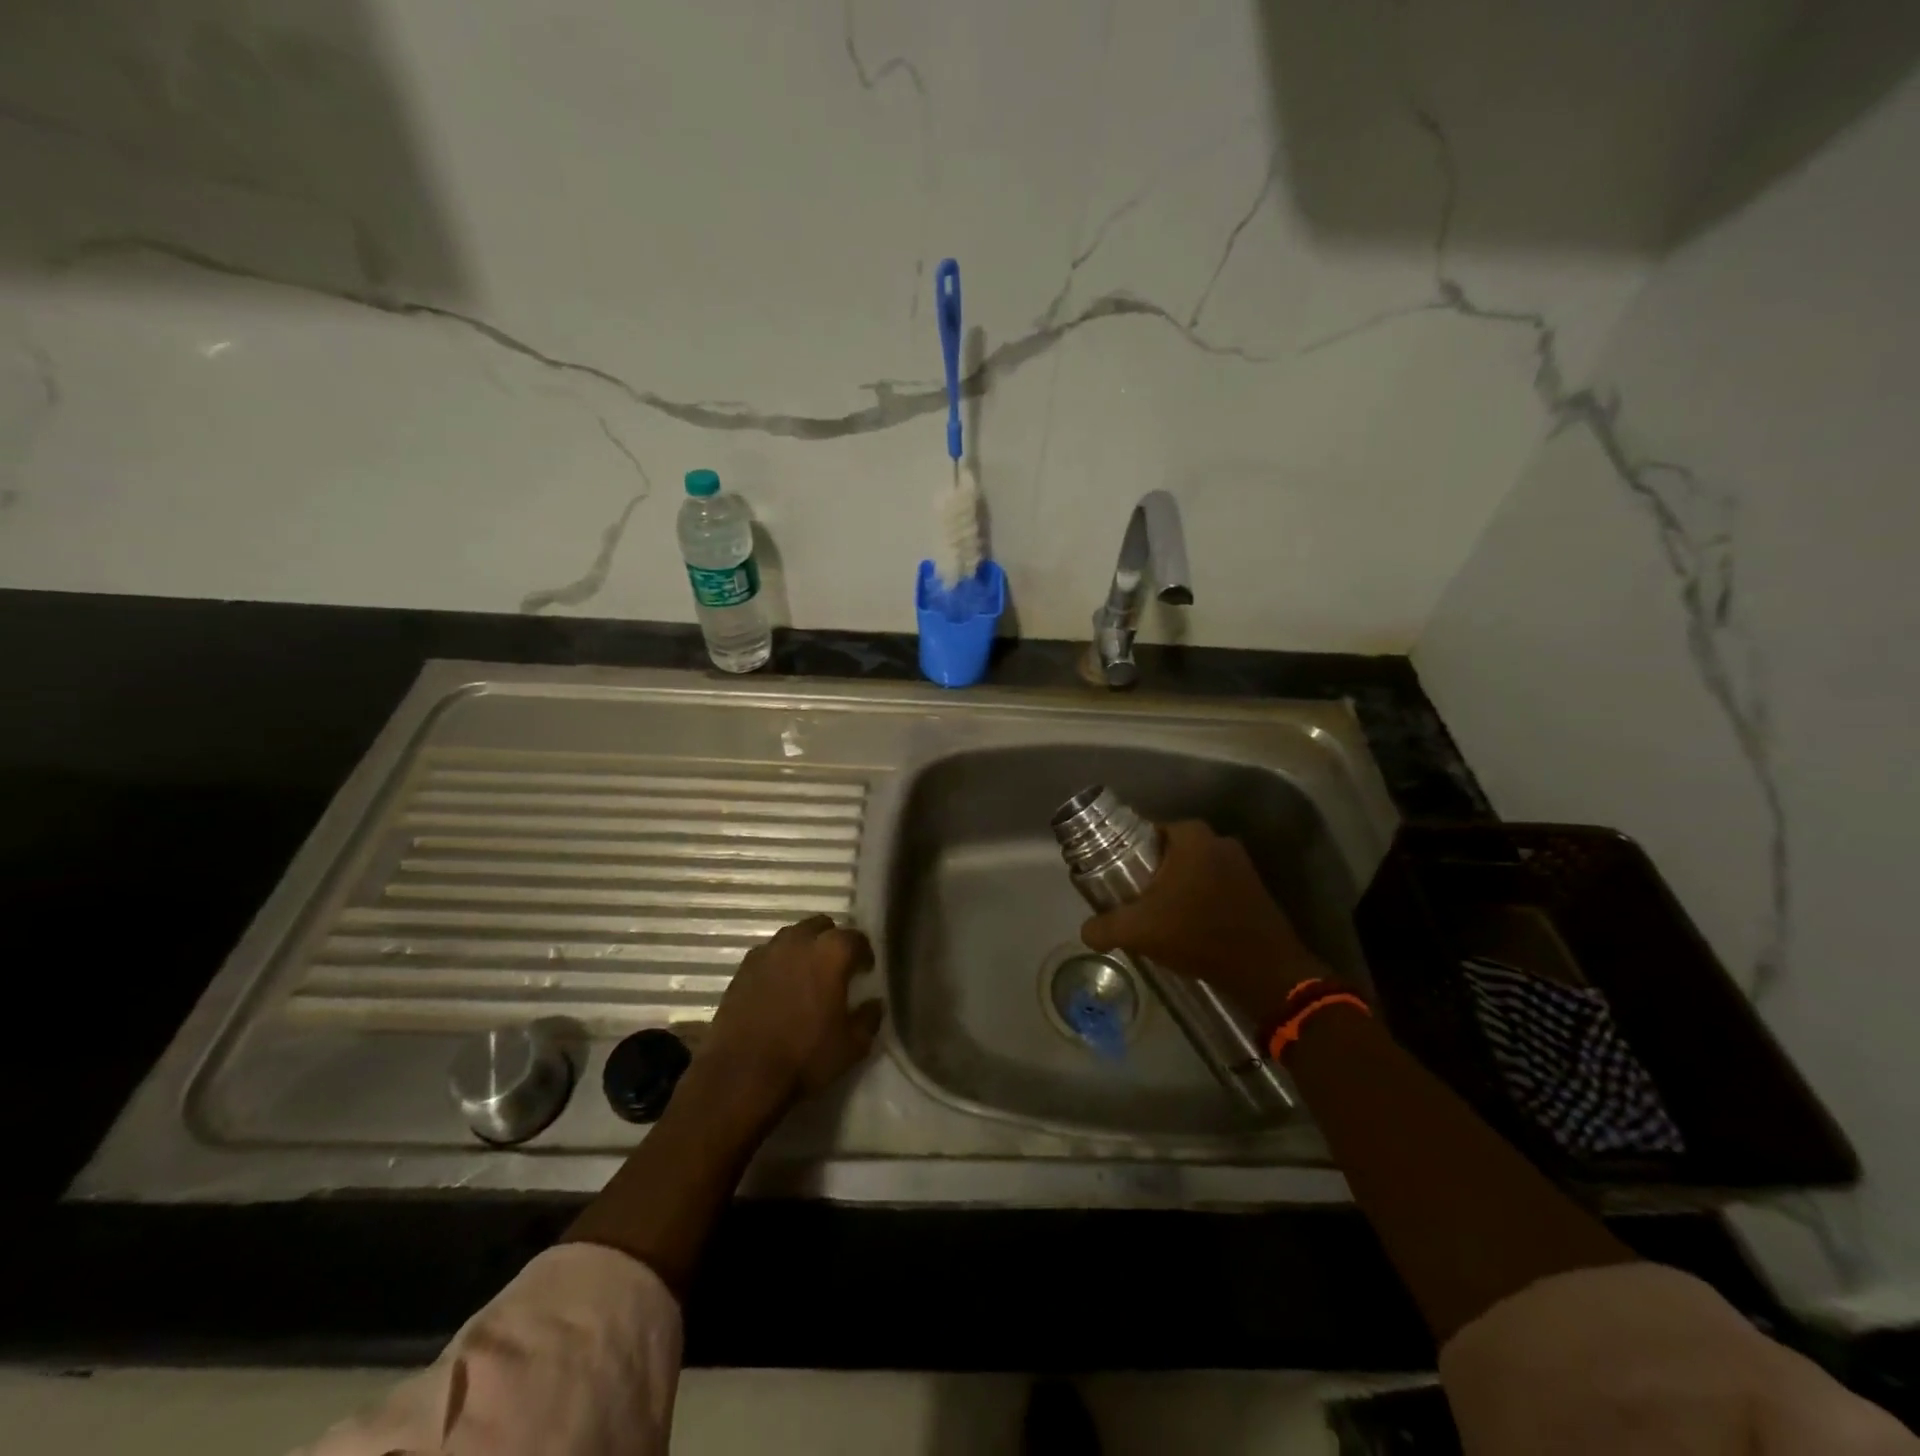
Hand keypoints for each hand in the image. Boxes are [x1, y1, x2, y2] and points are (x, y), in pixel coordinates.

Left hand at [699, 915, 882, 1113]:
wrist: (741, 1075)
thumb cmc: (805, 1056)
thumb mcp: (852, 1046)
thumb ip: (869, 1018)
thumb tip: (874, 1003)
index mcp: (831, 952)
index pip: (856, 938)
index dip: (864, 953)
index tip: (865, 971)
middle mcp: (799, 941)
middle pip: (821, 926)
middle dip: (832, 941)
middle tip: (836, 968)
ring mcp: (767, 952)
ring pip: (792, 937)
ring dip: (803, 949)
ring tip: (806, 976)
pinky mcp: (742, 969)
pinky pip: (768, 955)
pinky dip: (778, 964)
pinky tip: (779, 988)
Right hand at [1080, 820, 1327, 1026]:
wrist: (1264, 972)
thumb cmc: (1198, 935)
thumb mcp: (1138, 931)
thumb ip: (1104, 927)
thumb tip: (1086, 931)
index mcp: (1191, 837)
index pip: (1146, 832)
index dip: (1127, 854)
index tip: (1117, 877)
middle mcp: (1219, 840)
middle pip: (1170, 851)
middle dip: (1152, 872)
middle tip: (1134, 898)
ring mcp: (1242, 864)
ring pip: (1194, 869)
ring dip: (1178, 888)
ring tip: (1160, 916)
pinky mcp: (1255, 889)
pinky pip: (1215, 886)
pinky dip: (1200, 900)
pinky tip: (1190, 927)